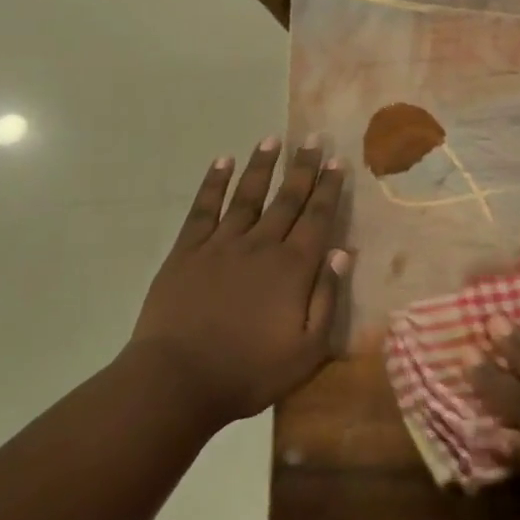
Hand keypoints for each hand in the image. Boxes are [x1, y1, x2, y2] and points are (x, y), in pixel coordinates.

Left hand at [130, 137, 346, 431]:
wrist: (177, 381)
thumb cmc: (249, 372)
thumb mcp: (307, 350)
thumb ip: (327, 299)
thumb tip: (342, 252)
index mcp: (293, 268)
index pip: (317, 218)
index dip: (329, 189)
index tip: (337, 162)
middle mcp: (261, 245)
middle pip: (287, 199)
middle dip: (303, 168)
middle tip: (312, 139)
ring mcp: (221, 245)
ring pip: (247, 195)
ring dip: (262, 166)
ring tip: (272, 139)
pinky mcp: (187, 252)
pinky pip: (204, 209)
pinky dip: (214, 183)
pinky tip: (222, 162)